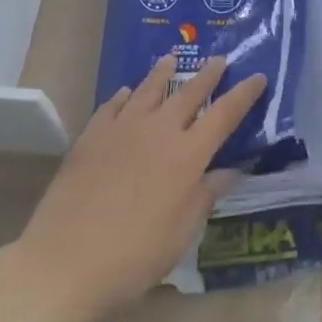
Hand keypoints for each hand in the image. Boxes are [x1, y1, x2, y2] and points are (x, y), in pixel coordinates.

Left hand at [14, 54, 264, 321]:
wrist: (63, 262)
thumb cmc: (131, 257)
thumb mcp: (180, 236)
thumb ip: (205, 196)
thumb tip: (230, 169)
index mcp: (188, 154)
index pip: (225, 113)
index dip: (244, 94)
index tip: (258, 77)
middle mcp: (161, 129)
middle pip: (190, 90)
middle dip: (209, 73)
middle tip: (220, 59)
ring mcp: (125, 126)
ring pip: (151, 87)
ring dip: (165, 71)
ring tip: (171, 59)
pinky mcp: (94, 133)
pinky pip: (114, 103)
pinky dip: (125, 95)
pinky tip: (125, 93)